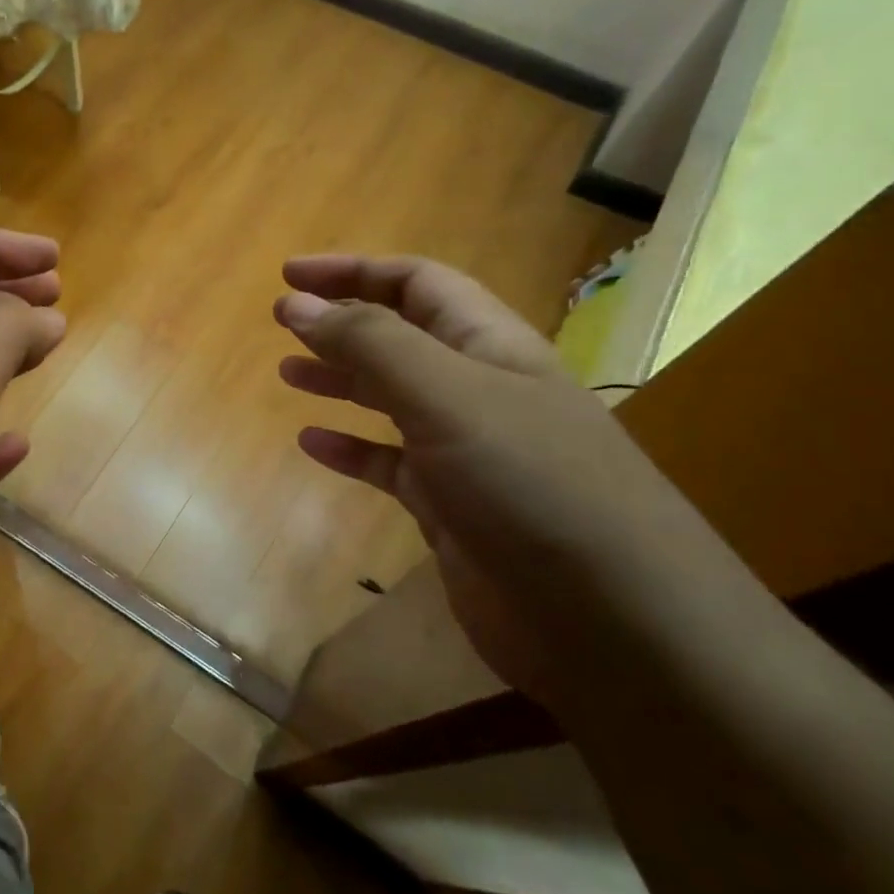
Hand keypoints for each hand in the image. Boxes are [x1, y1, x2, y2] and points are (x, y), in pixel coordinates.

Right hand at [274, 254, 741, 702]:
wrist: (611, 623)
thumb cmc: (531, 485)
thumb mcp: (448, 396)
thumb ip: (371, 344)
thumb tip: (297, 301)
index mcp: (490, 346)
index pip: (417, 283)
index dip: (353, 270)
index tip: (288, 274)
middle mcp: (480, 390)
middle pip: (402, 336)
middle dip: (342, 321)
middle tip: (282, 320)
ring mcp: (467, 452)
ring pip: (392, 398)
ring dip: (341, 379)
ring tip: (288, 373)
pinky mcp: (453, 509)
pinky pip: (390, 464)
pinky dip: (351, 450)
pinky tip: (313, 445)